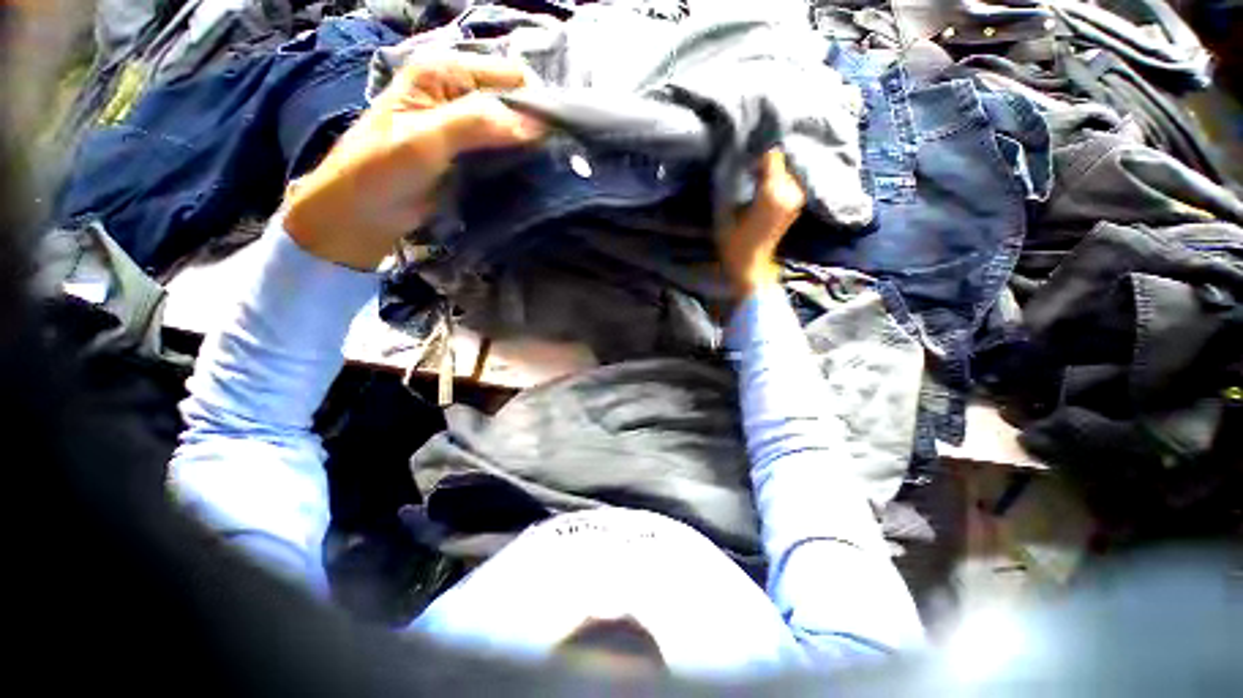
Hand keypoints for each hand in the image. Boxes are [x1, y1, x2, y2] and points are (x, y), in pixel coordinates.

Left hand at [283, 54, 545, 269]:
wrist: (363, 211)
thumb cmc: (382, 169)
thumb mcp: (425, 140)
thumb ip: (476, 124)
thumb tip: (535, 126)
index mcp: (444, 72)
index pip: (508, 76)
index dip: (532, 104)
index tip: (547, 141)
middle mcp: (459, 91)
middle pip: (515, 101)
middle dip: (532, 128)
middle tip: (544, 162)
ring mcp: (467, 123)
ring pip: (514, 128)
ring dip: (527, 148)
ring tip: (538, 172)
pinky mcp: (472, 152)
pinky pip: (506, 151)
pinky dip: (518, 162)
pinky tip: (525, 177)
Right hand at [717, 149, 805, 297]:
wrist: (750, 265)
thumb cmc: (733, 242)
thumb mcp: (725, 211)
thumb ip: (731, 182)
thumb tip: (733, 159)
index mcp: (772, 193)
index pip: (772, 155)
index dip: (757, 154)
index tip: (744, 161)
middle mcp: (790, 192)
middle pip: (780, 161)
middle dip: (764, 163)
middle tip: (747, 171)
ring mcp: (796, 198)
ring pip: (785, 170)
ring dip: (770, 172)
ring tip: (754, 181)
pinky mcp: (796, 204)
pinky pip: (788, 182)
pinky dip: (777, 181)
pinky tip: (762, 191)